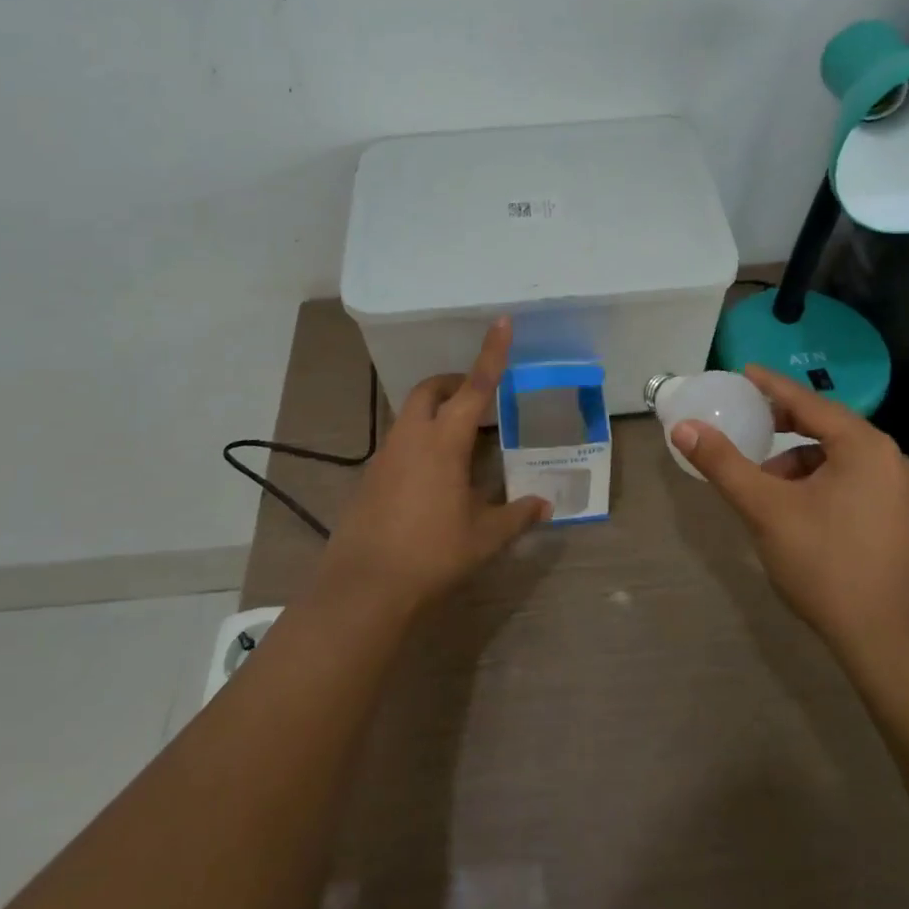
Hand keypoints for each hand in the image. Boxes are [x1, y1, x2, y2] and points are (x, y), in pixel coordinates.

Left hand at [320, 318, 549, 618]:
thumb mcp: (483, 537)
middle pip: (430, 390)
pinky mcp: (370, 477)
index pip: (475, 386)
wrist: (364, 587)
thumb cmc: (431, 554)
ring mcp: (385, 456)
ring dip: (435, 412)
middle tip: (476, 398)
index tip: (502, 321)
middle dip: (453, 383)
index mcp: (444, 441)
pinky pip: (399, 442)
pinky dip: (420, 441)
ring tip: (460, 442)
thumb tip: (545, 504)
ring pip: (410, 414)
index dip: (492, 353)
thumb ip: (516, 515)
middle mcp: (411, 437)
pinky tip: (433, 478)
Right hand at [671, 365, 908, 658]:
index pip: (808, 401)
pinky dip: (816, 481)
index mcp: (864, 446)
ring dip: (797, 460)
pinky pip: (849, 479)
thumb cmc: (826, 564)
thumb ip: (724, 464)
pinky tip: (793, 509)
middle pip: (825, 426)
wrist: (889, 643)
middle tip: (747, 422)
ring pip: (836, 457)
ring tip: (763, 482)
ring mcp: (898, 490)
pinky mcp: (897, 517)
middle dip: (782, 425)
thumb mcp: (766, 509)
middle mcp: (888, 458)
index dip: (772, 386)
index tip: (744, 372)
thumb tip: (684, 427)